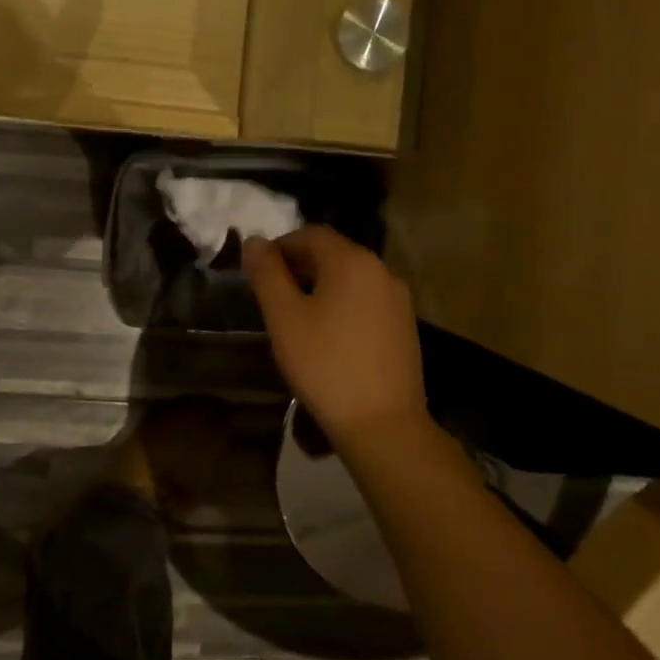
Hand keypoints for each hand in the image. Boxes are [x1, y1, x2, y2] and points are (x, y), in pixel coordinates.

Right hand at [243, 227, 426, 445]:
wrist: (382, 425)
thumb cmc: (325, 364)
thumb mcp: (283, 316)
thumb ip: (266, 273)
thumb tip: (255, 241)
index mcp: (352, 261)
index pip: (311, 234)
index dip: (280, 246)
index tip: (258, 271)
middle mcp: (381, 271)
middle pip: (333, 253)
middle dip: (299, 266)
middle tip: (271, 294)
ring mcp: (398, 301)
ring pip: (350, 279)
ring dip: (320, 286)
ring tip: (295, 316)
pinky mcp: (405, 328)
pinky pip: (366, 301)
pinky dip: (342, 305)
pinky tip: (327, 336)